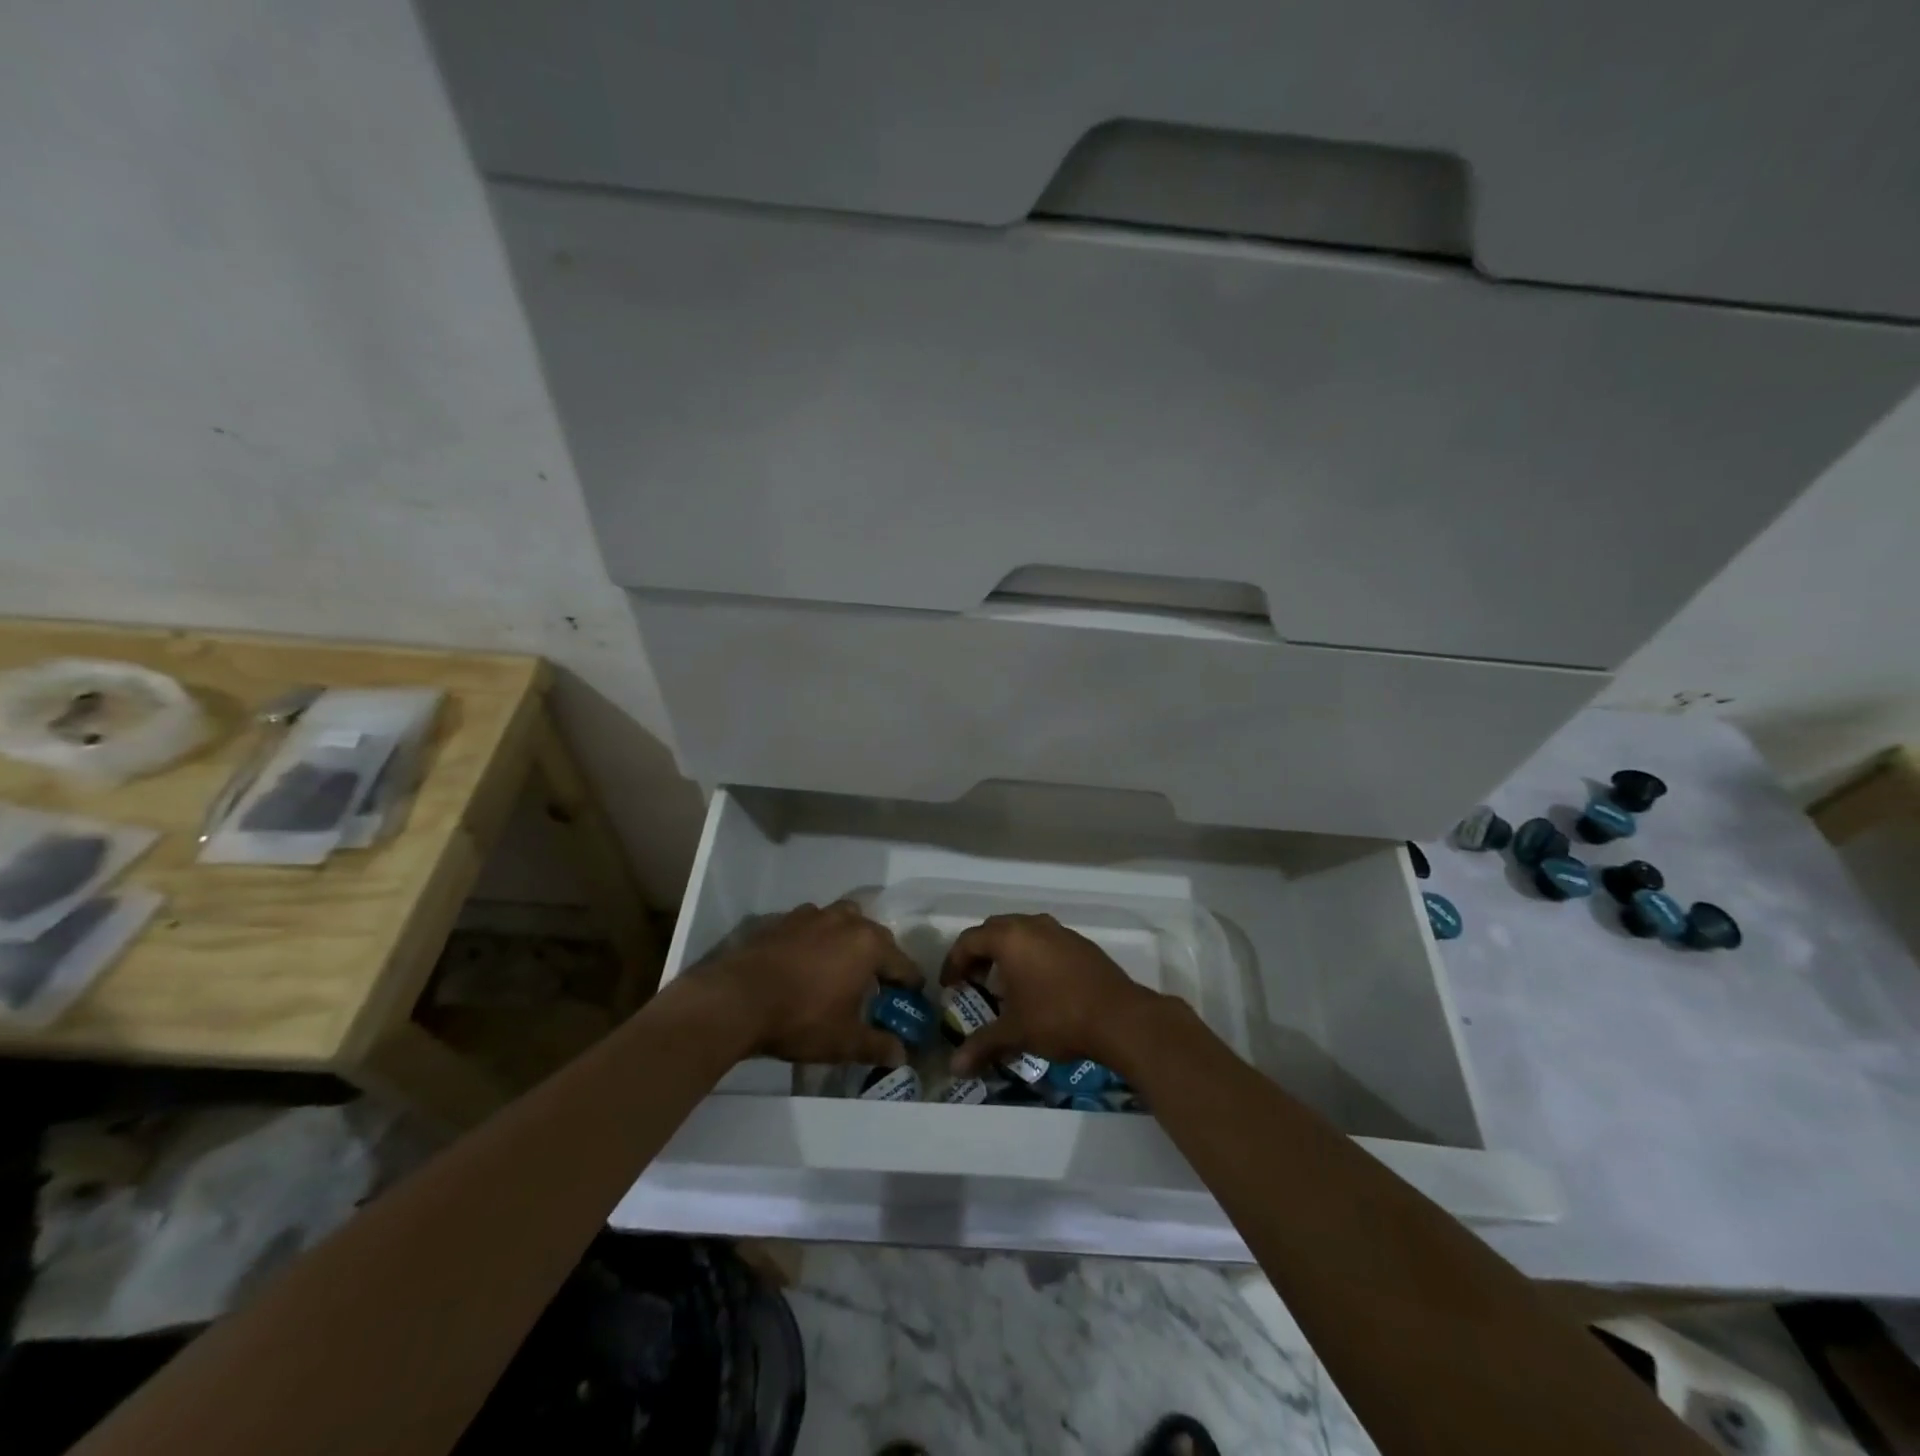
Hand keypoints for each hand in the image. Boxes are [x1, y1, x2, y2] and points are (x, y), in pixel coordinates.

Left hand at [706, 901, 921, 1065]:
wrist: (737, 1000)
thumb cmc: (801, 1018)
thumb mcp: (843, 1041)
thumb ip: (876, 1045)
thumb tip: (900, 1055)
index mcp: (869, 945)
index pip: (903, 964)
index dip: (910, 985)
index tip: (910, 1000)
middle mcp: (846, 921)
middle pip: (876, 936)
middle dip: (881, 958)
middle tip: (877, 986)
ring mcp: (813, 916)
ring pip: (843, 921)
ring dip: (849, 940)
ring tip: (841, 966)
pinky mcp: (784, 920)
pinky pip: (812, 925)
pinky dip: (817, 938)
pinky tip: (806, 961)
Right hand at [940, 914, 1158, 1075]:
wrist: (1119, 1017)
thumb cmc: (1058, 1017)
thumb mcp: (1015, 1032)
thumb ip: (982, 1045)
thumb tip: (954, 1068)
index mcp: (1010, 938)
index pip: (969, 940)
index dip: (954, 962)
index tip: (950, 986)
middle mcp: (1032, 925)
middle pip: (994, 930)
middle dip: (979, 953)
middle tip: (973, 981)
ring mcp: (1059, 931)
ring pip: (1021, 931)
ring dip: (1006, 952)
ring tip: (1004, 983)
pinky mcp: (1079, 943)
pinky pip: (1044, 940)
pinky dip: (1031, 954)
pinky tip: (1037, 984)